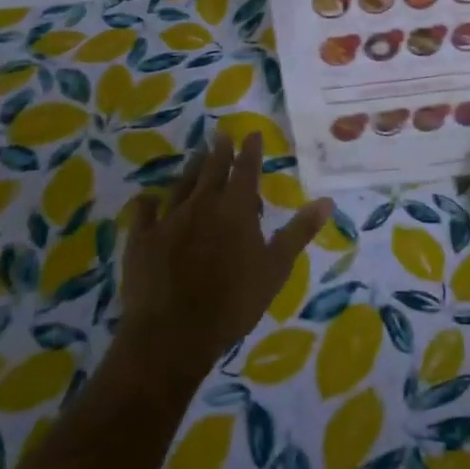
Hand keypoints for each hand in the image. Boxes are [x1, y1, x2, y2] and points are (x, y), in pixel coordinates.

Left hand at [118, 133, 329, 383]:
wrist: (173, 334)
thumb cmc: (233, 302)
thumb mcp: (276, 268)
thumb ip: (299, 231)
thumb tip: (327, 201)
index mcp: (236, 208)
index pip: (246, 169)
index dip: (251, 150)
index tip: (253, 134)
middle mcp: (202, 204)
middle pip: (212, 169)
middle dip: (219, 150)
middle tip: (221, 135)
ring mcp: (169, 219)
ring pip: (181, 184)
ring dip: (191, 169)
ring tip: (195, 156)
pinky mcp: (142, 239)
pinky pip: (145, 212)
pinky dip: (149, 203)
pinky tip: (150, 200)